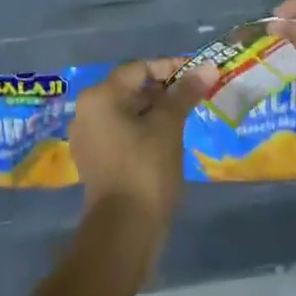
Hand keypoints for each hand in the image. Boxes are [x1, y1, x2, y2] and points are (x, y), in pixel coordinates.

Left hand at [70, 58, 214, 233]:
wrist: (124, 229)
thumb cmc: (146, 169)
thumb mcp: (169, 126)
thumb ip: (185, 93)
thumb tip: (209, 67)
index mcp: (100, 96)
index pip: (138, 68)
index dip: (170, 67)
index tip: (198, 74)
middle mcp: (86, 111)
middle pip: (129, 88)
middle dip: (163, 89)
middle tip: (194, 95)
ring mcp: (87, 136)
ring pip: (126, 111)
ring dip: (154, 110)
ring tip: (185, 116)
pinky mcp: (94, 158)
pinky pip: (120, 131)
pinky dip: (142, 129)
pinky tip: (167, 138)